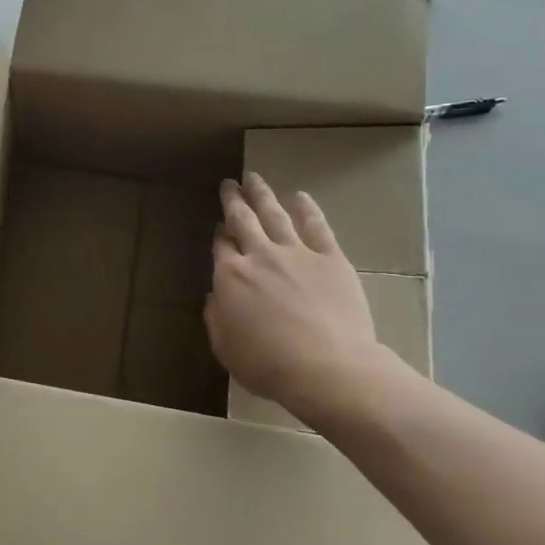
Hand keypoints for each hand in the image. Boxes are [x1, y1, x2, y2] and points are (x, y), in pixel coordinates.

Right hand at [206, 173, 397, 429]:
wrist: (326, 367)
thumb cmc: (268, 364)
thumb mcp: (225, 348)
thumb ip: (216, 318)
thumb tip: (214, 297)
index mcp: (230, 277)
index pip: (221, 247)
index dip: (219, 236)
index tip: (218, 227)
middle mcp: (259, 256)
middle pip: (243, 220)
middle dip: (234, 201)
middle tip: (229, 184)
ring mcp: (296, 253)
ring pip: (275, 215)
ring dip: (262, 195)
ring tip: (254, 178)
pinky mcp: (330, 258)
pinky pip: (316, 227)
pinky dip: (307, 209)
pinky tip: (301, 196)